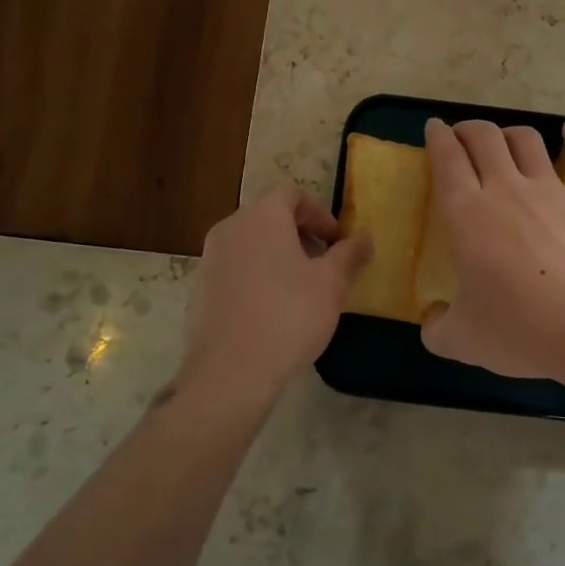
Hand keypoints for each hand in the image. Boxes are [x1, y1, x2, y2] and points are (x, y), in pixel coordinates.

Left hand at [182, 184, 371, 395]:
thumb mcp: (331, 283)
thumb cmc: (289, 315)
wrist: (230, 371)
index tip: (336, 240)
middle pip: (269, 217)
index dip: (319, 212)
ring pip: (251, 244)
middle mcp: (230, 229)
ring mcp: (209, 260)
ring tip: (302, 289)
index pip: (291, 193)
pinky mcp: (200, 291)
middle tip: (324, 263)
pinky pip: (235, 270)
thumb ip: (349, 254)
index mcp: (261, 217)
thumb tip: (364, 239)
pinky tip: (274, 311)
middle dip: (300, 234)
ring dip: (278, 256)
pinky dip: (257, 277)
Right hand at [421, 119, 564, 381]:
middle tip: (462, 135)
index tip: (433, 128)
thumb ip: (437, 328)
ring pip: (527, 140)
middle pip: (484, 137)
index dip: (437, 137)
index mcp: (467, 214)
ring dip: (511, 133)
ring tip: (504, 139)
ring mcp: (552, 190)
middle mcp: (507, 189)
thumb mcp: (461, 341)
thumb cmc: (521, 330)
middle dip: (469, 129)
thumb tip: (432, 320)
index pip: (446, 159)